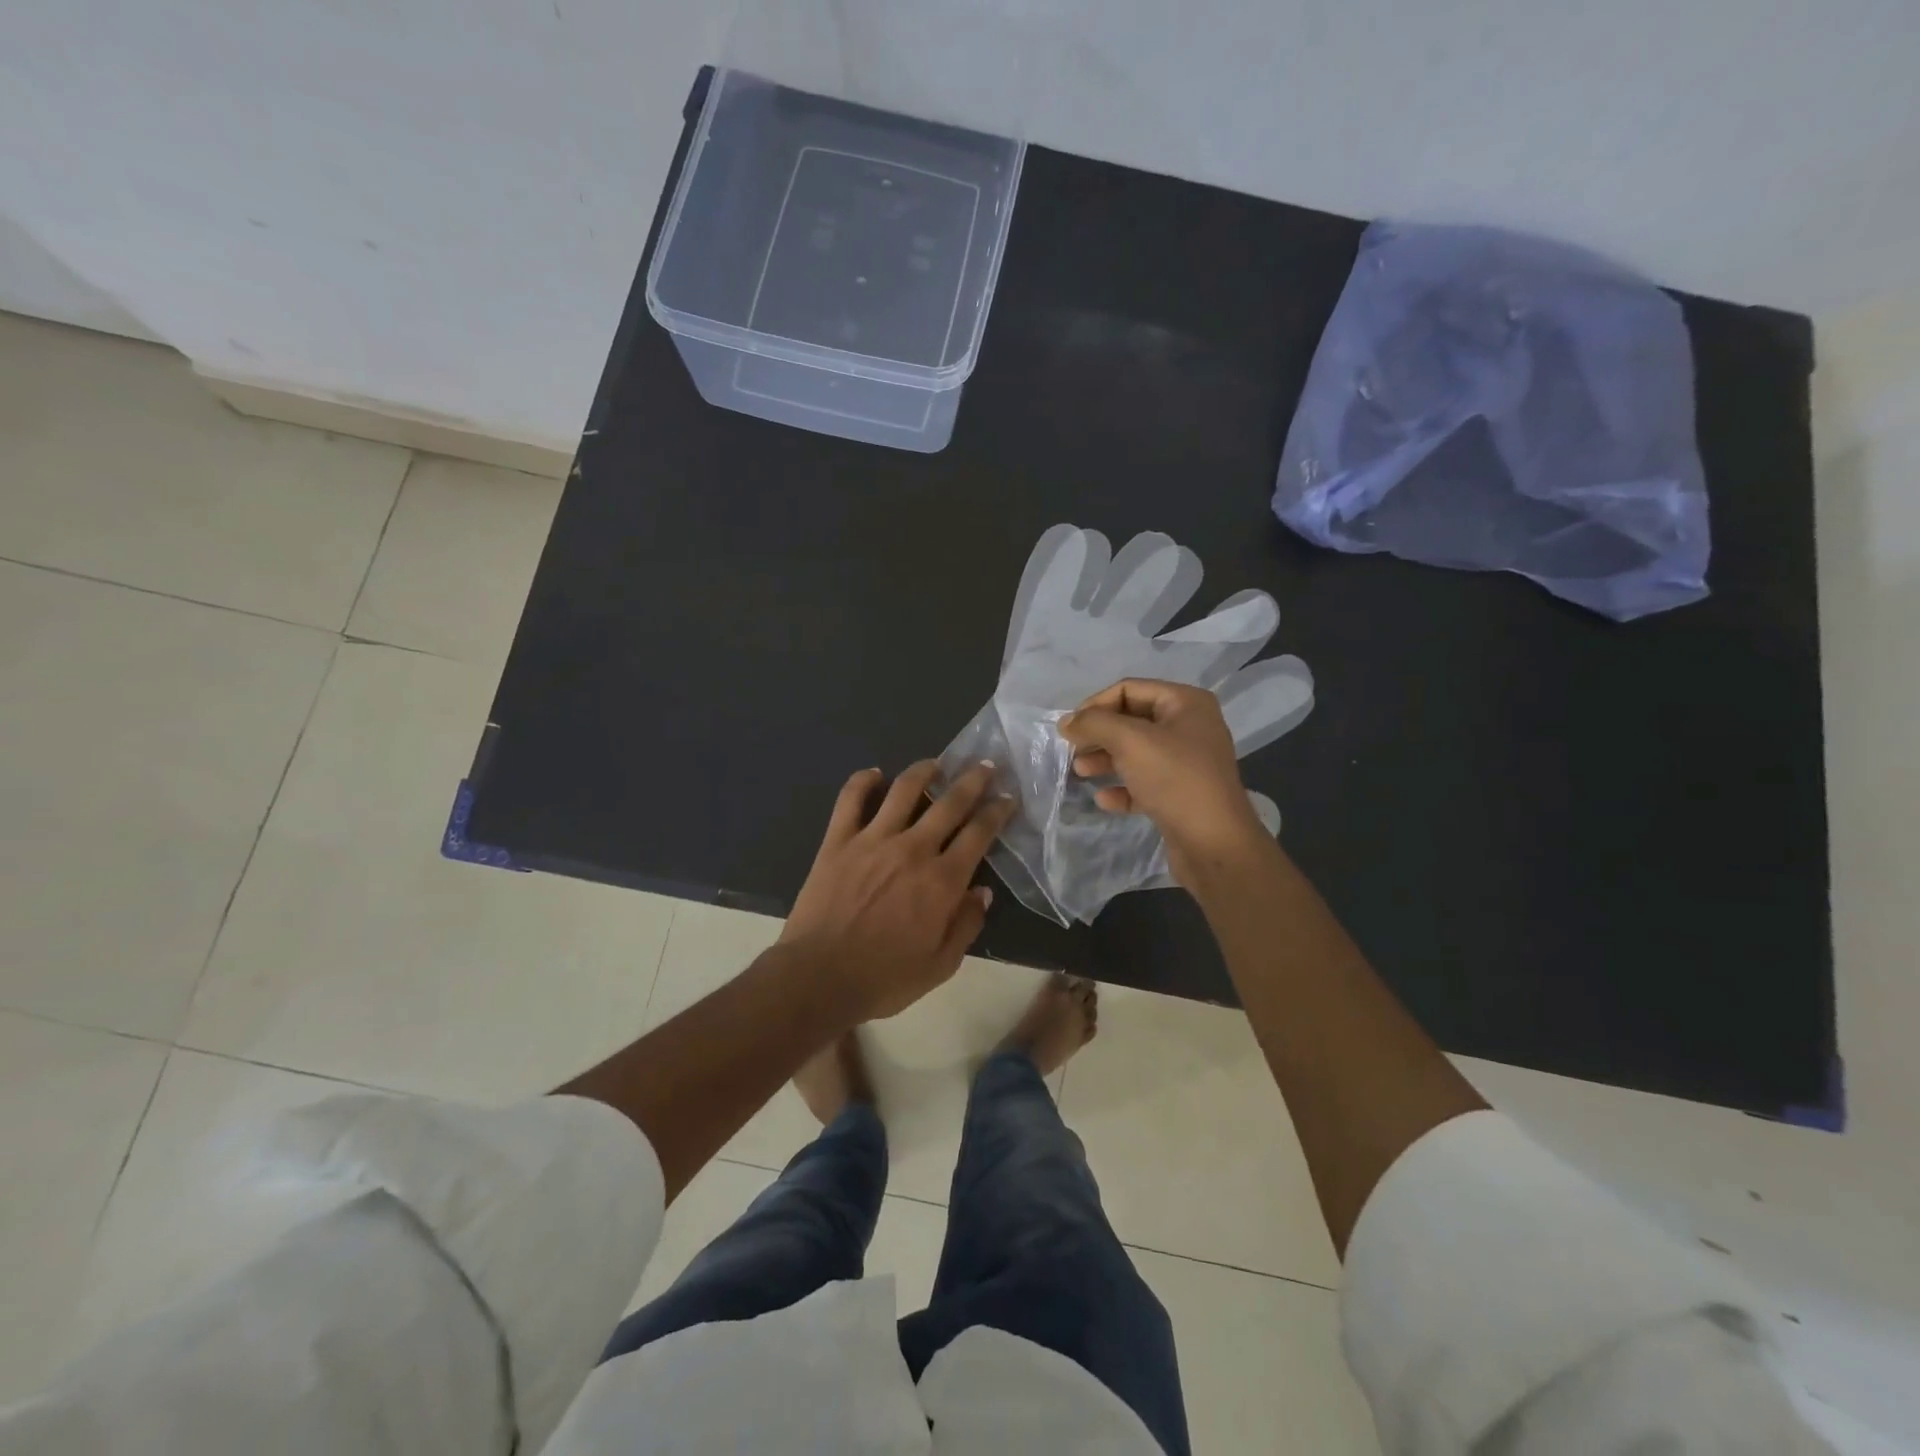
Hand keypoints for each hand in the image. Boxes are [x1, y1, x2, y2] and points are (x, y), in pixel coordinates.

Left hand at [781, 760, 1013, 1020]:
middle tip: (985, 765)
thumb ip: (966, 925)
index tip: (1007, 797)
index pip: (979, 833)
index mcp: (942, 880)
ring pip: (904, 789)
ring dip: (924, 770)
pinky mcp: (838, 840)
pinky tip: (874, 774)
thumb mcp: (940, 966)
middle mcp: (913, 849)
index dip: (997, 811)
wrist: (818, 978)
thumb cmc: (884, 978)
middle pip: (950, 802)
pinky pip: (851, 799)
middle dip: (973, 780)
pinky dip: (863, 781)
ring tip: (936, 763)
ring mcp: (873, 840)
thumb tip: (982, 891)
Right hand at [1060, 680, 1270, 886]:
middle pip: (1131, 720)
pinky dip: (1122, 787)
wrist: (1215, 843)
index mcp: (1186, 703)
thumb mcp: (1130, 741)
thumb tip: (1067, 722)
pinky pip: (1144, 782)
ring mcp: (1187, 762)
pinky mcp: (1181, 794)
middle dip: (1099, 734)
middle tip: (1072, 751)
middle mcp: (1190, 727)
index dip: (1095, 705)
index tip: (1070, 729)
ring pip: (1135, 753)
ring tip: (1080, 773)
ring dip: (1105, 759)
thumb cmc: (1175, 779)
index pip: (1129, 690)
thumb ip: (1094, 724)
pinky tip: (1104, 799)